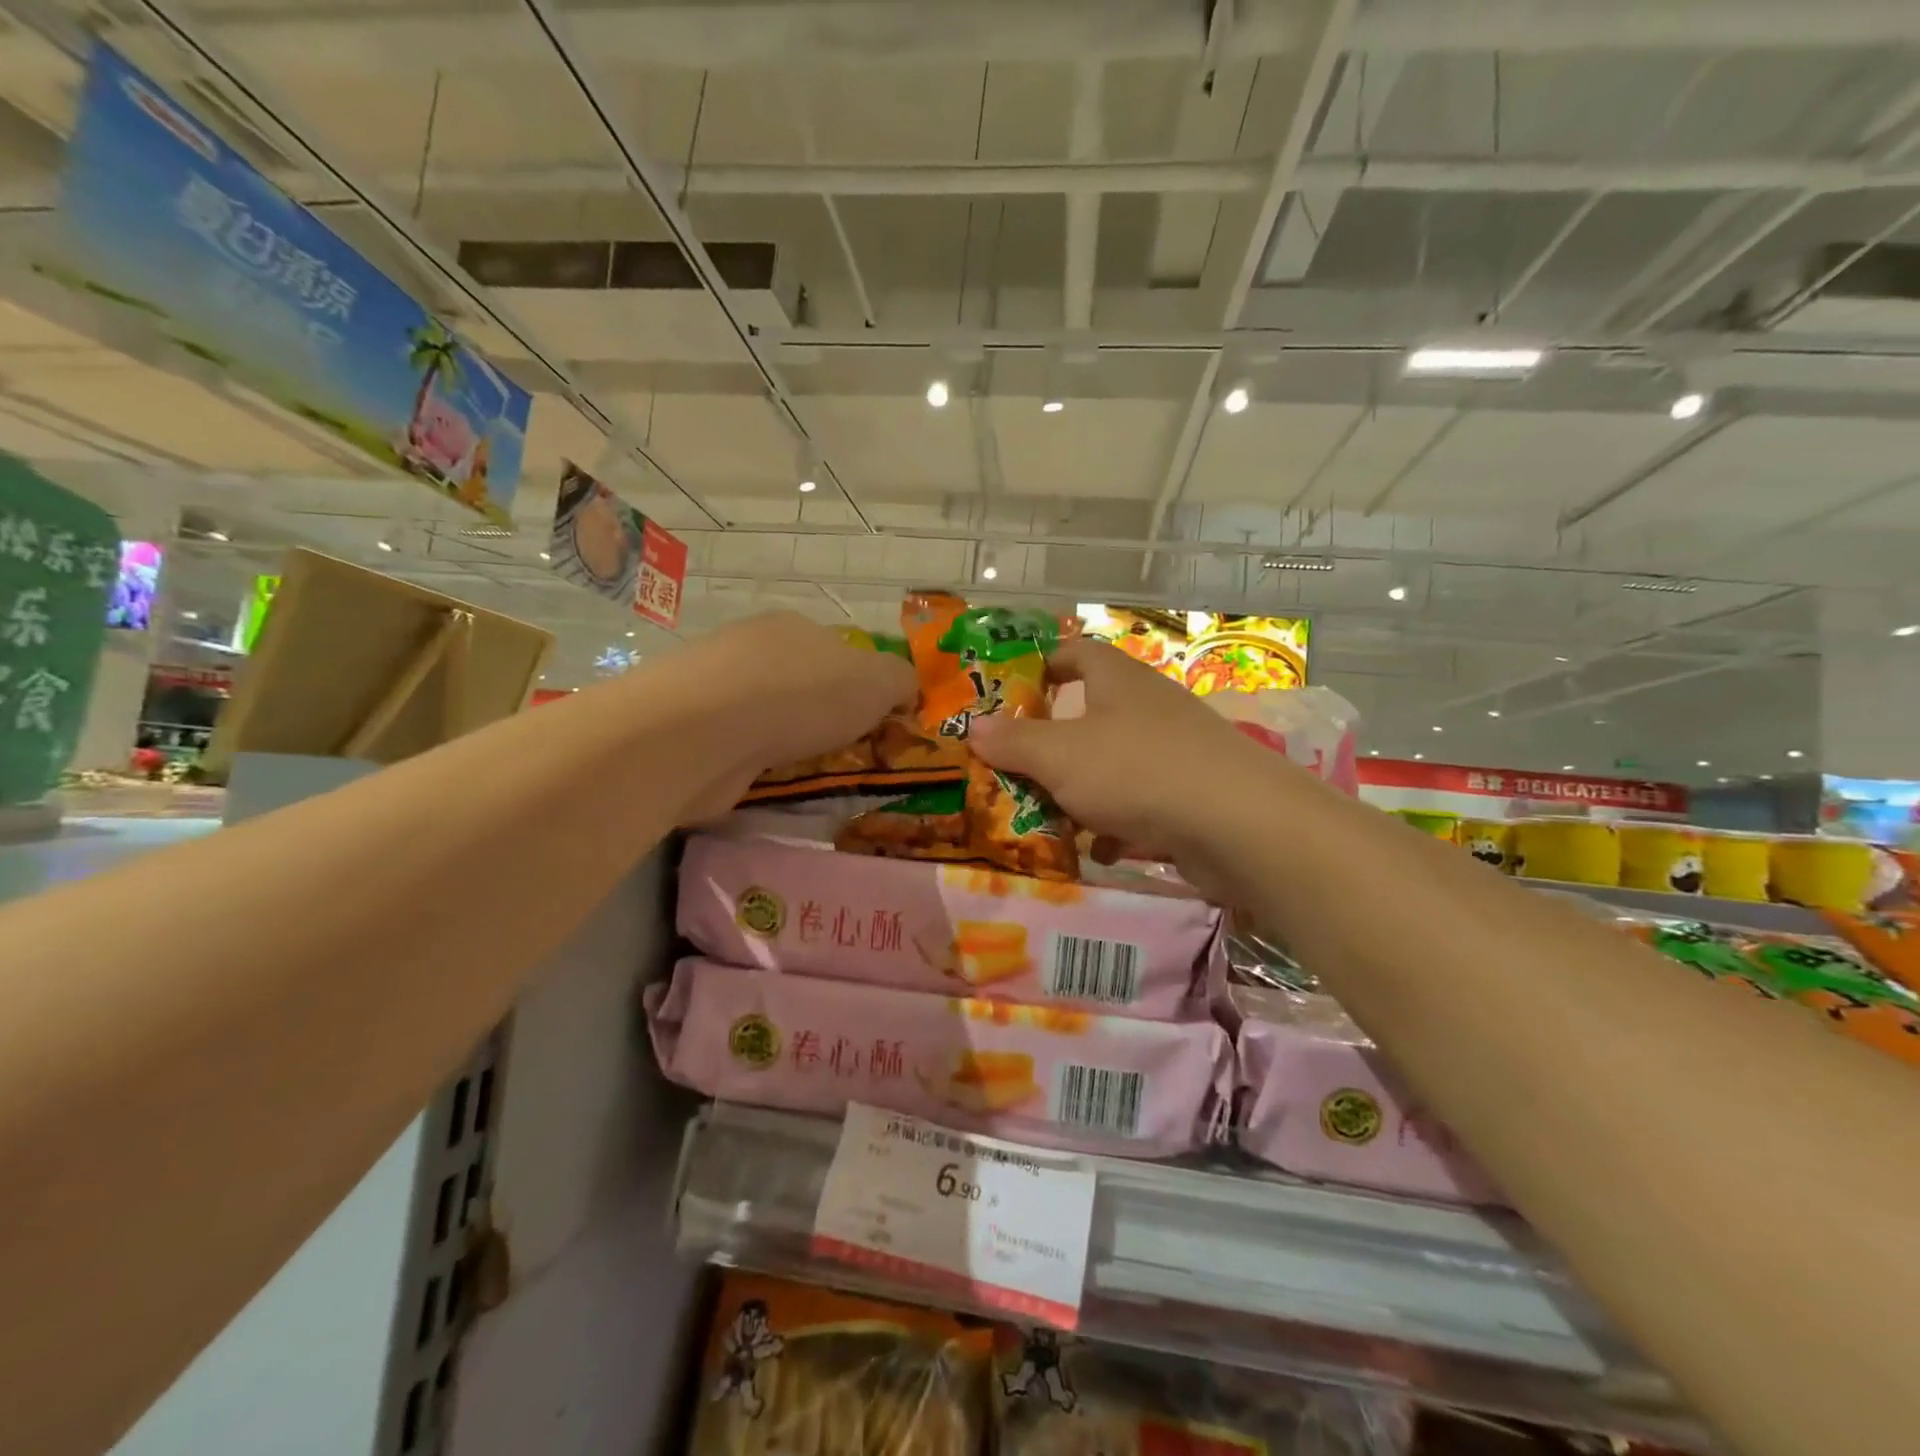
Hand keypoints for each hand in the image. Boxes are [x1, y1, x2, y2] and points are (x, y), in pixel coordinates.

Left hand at [671, 611, 916, 818]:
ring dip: (789, 742)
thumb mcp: (877, 682)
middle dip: (825, 718)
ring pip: (769, 716)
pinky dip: (756, 762)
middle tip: (849, 755)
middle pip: (803, 684)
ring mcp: (716, 688)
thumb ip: (901, 681)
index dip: (865, 689)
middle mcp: (753, 648)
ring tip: (810, 774)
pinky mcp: (691, 730)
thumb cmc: (802, 695)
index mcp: (796, 628)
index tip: (880, 726)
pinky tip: (767, 780)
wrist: (703, 731)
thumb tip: (905, 691)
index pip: (841, 652)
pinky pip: (739, 746)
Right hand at [967, 637, 1280, 891]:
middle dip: (1050, 744)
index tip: (1009, 694)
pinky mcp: (1191, 794)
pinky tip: (1098, 849)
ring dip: (1079, 790)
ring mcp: (1173, 750)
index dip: (1041, 666)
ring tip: (1045, 817)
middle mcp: (1147, 706)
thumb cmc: (1136, 770)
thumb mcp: (1059, 755)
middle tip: (1012, 769)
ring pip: (1111, 763)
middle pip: (1088, 714)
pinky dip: (1114, 823)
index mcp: (1116, 680)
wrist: (1237, 824)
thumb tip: (972, 727)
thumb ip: (1013, 741)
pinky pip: (1139, 802)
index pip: (1075, 653)